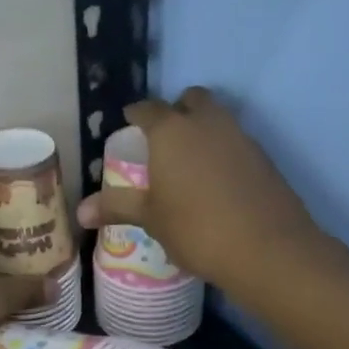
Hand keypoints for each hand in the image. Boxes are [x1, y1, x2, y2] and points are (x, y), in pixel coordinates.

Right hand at [76, 87, 320, 290]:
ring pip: (218, 118)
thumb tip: (80, 211)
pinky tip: (218, 182)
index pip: (148, 109)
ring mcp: (240, 137)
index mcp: (171, 131)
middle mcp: (207, 123)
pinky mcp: (264, 157)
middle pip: (191, 99)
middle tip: (164, 138)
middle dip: (177, 110)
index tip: (130, 122)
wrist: (267, 248)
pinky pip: (236, 142)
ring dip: (203, 129)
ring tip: (189, 162)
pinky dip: (224, 151)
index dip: (136, 114)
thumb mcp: (151, 219)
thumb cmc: (197, 228)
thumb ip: (117, 207)